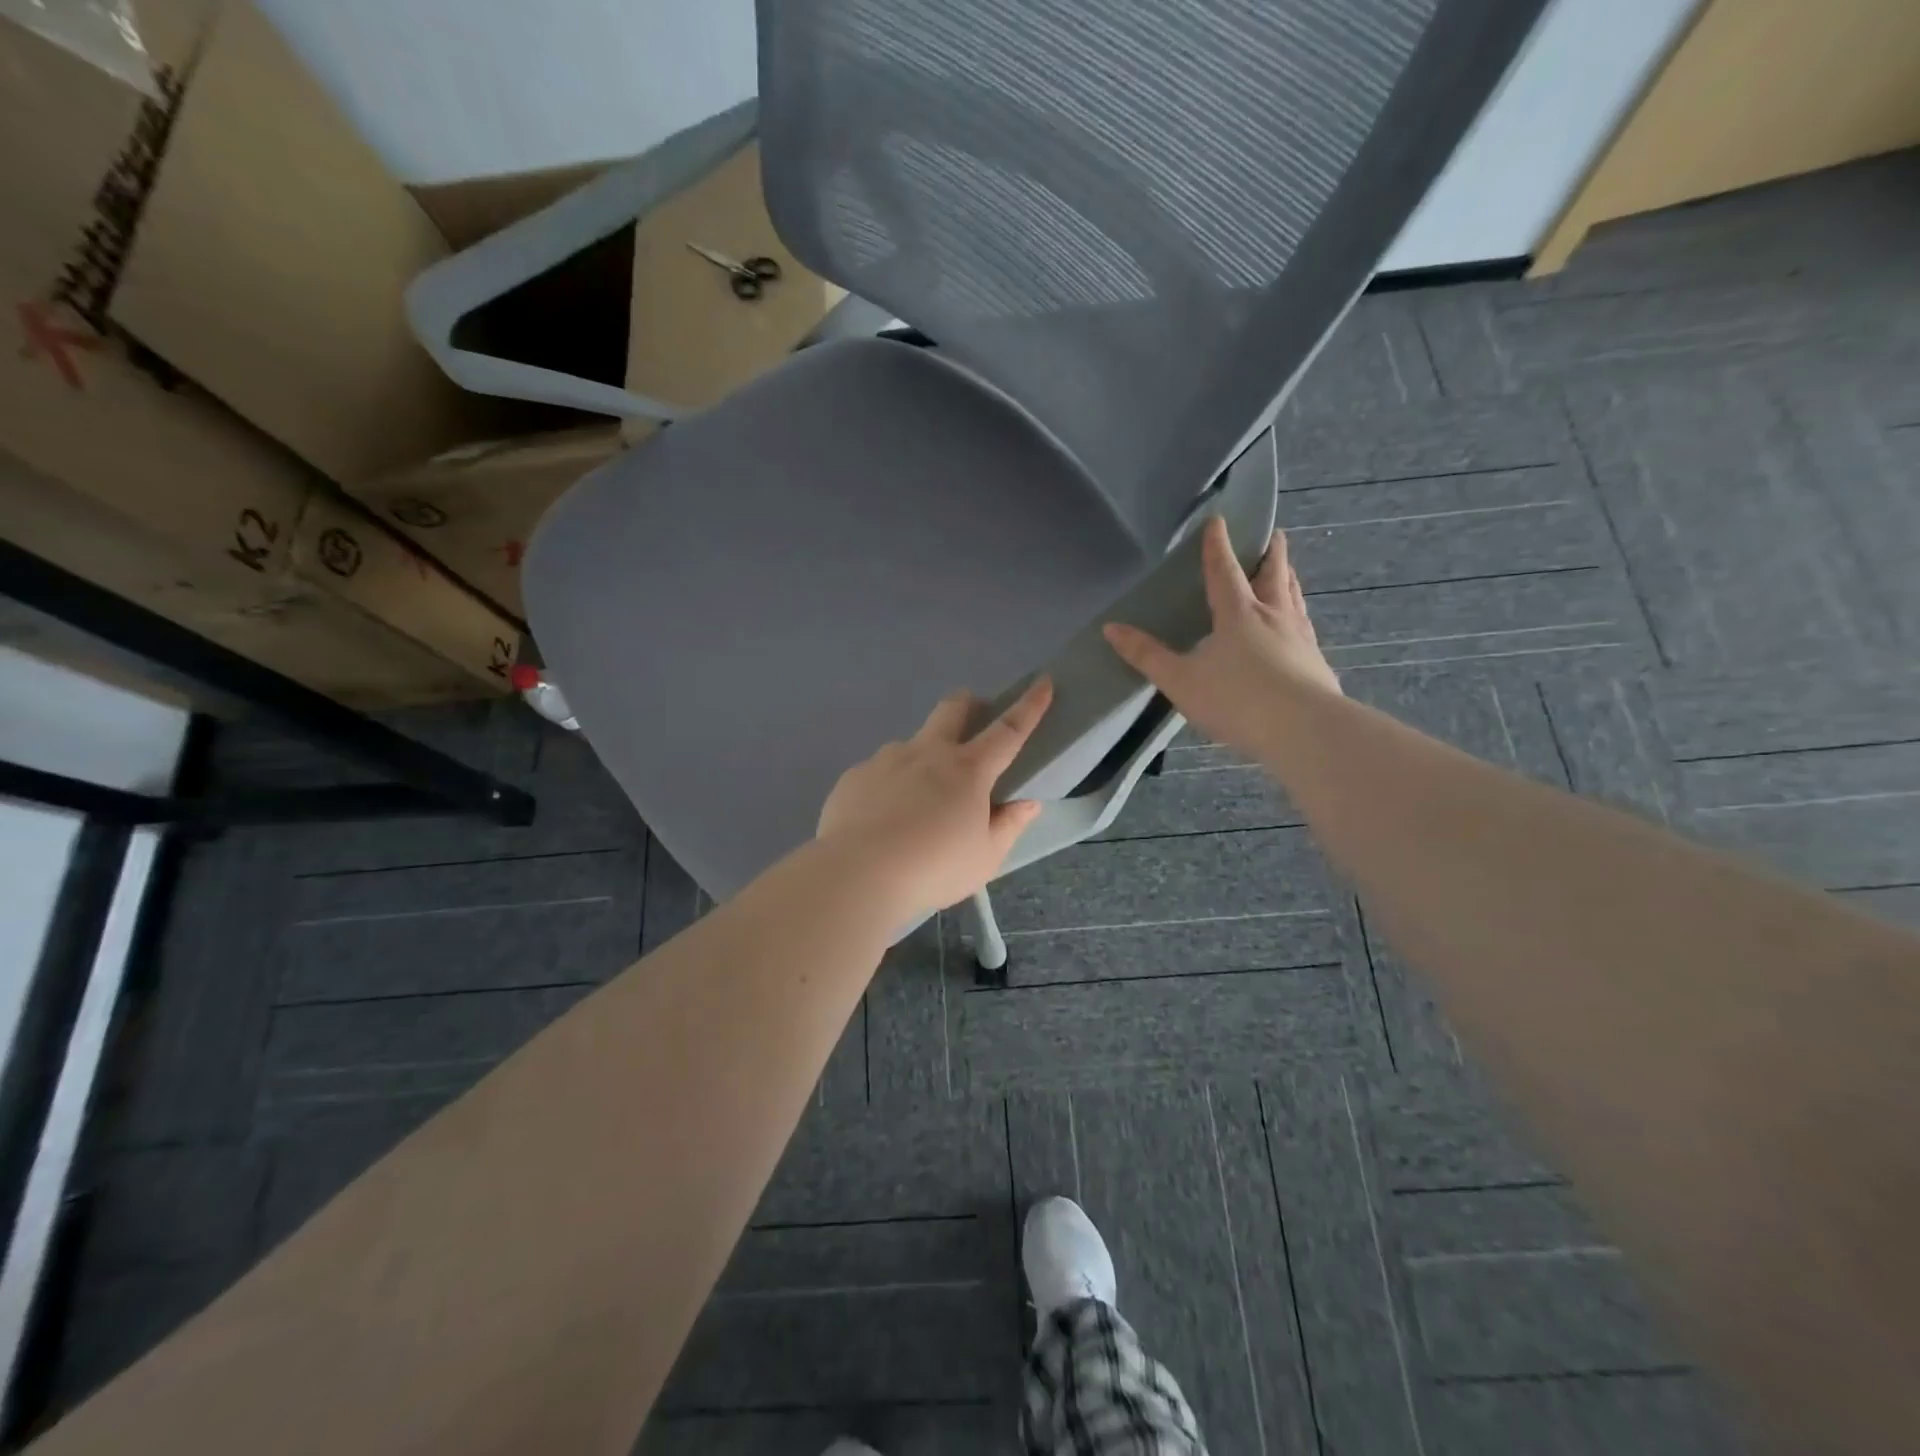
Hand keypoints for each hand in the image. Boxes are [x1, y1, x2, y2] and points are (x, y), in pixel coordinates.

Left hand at [817, 677, 1052, 919]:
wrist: (857, 875)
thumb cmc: (933, 869)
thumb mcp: (985, 858)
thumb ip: (1008, 826)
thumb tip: (1027, 803)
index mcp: (968, 770)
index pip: (1008, 730)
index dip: (1029, 706)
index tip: (1042, 683)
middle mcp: (927, 753)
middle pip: (952, 709)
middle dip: (968, 704)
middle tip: (973, 717)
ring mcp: (887, 759)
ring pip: (912, 744)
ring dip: (923, 757)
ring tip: (916, 801)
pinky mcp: (855, 776)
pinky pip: (879, 772)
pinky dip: (890, 786)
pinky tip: (882, 819)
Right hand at [1103, 518, 1339, 755]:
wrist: (1303, 730)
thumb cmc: (1236, 700)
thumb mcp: (1181, 680)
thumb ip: (1147, 655)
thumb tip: (1111, 628)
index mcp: (1238, 613)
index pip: (1224, 570)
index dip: (1218, 546)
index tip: (1219, 521)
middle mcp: (1273, 616)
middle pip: (1273, 575)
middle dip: (1270, 553)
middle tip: (1275, 535)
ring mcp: (1300, 638)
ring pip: (1294, 598)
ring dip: (1288, 579)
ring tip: (1288, 571)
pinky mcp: (1317, 662)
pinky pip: (1306, 627)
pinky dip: (1299, 615)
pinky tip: (1300, 627)